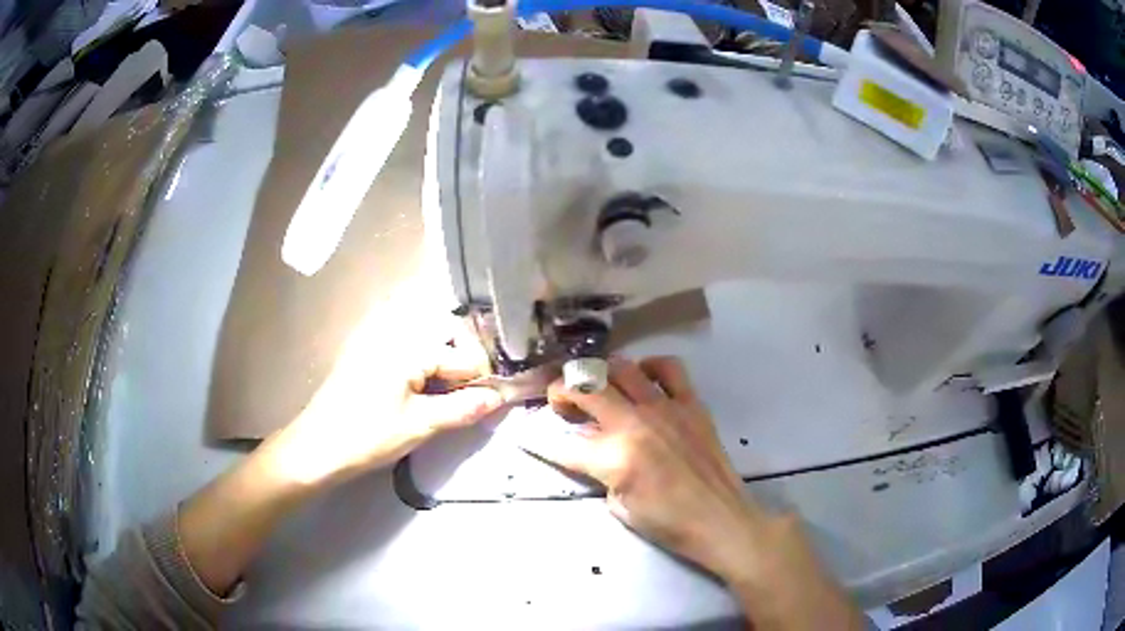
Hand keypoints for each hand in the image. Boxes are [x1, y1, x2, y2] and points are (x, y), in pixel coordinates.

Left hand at [268, 285, 503, 486]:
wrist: (316, 446)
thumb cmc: (368, 436)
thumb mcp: (421, 425)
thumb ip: (463, 408)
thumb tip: (498, 398)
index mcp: (410, 346)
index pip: (464, 357)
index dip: (480, 381)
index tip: (486, 404)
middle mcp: (394, 329)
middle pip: (446, 332)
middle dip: (464, 360)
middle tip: (468, 395)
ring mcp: (375, 335)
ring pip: (425, 332)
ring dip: (443, 355)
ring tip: (446, 389)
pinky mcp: (363, 347)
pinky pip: (402, 336)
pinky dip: (419, 353)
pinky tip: (419, 380)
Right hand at [525, 356, 862, 630]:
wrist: (720, 519)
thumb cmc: (667, 523)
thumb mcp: (619, 505)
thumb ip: (599, 471)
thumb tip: (589, 448)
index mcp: (614, 457)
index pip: (563, 443)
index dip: (541, 440)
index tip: (529, 433)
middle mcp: (635, 423)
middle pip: (586, 389)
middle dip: (562, 391)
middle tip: (561, 402)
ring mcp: (665, 408)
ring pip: (622, 368)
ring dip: (601, 374)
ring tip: (599, 387)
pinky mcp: (691, 404)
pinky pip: (669, 368)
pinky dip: (650, 366)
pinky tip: (644, 379)